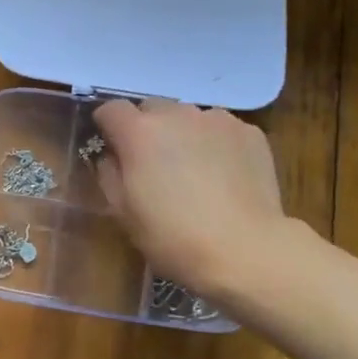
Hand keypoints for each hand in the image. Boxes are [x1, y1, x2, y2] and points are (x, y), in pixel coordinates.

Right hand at [91, 99, 285, 298]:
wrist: (244, 249)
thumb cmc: (173, 237)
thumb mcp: (124, 213)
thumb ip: (109, 175)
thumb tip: (111, 157)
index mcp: (140, 133)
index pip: (111, 109)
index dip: (107, 127)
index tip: (112, 147)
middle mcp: (177, 114)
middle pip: (152, 108)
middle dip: (147, 129)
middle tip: (154, 164)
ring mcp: (217, 119)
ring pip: (189, 117)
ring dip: (183, 135)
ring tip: (194, 171)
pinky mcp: (249, 132)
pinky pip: (221, 130)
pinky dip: (216, 144)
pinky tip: (224, 176)